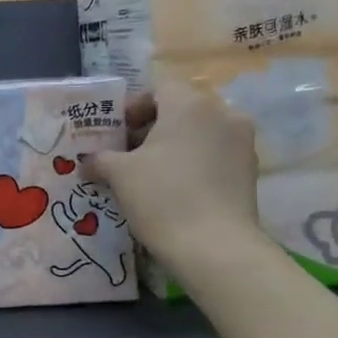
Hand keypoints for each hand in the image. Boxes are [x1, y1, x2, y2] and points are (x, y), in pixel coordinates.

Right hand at [84, 83, 263, 265]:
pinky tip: (174, 189)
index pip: (158, 88)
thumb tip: (87, 162)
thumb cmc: (162, 197)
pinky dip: (193, 162)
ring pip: (199, 132)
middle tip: (125, 155)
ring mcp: (241, 141)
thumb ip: (100, 159)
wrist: (215, 248)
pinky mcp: (250, 170)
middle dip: (151, 128)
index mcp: (189, 104)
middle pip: (179, 109)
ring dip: (173, 146)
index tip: (115, 133)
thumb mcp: (119, 174)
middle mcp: (222, 113)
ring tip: (148, 174)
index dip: (132, 107)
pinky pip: (214, 153)